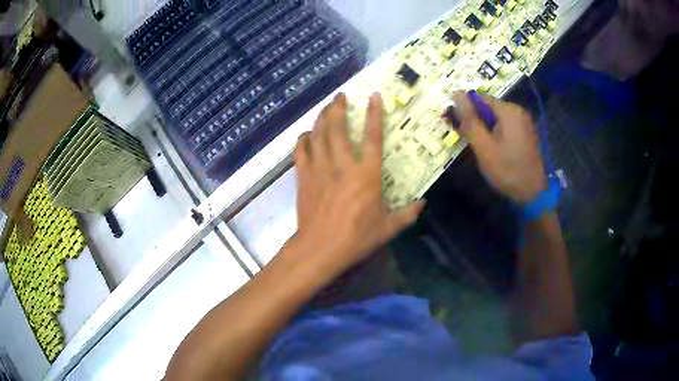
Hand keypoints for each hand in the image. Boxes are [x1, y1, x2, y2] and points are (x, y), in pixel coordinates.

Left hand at [291, 93, 424, 272]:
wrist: (320, 248)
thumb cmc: (356, 238)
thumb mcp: (388, 228)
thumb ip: (407, 214)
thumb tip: (423, 203)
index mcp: (366, 173)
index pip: (372, 136)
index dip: (374, 113)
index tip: (373, 96)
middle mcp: (342, 164)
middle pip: (337, 127)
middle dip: (338, 107)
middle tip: (341, 96)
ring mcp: (319, 168)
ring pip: (318, 134)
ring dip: (322, 117)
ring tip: (326, 107)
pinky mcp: (303, 176)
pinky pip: (300, 150)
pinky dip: (303, 139)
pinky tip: (307, 135)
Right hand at [451, 92, 545, 203]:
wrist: (533, 194)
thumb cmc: (507, 170)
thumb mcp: (484, 147)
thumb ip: (470, 120)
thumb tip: (456, 94)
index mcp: (508, 110)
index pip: (479, 98)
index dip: (465, 109)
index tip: (456, 126)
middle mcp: (518, 111)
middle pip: (488, 108)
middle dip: (475, 120)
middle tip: (465, 139)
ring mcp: (524, 123)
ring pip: (496, 119)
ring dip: (484, 128)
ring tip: (478, 147)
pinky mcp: (526, 134)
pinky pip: (505, 127)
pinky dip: (495, 134)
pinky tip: (491, 149)